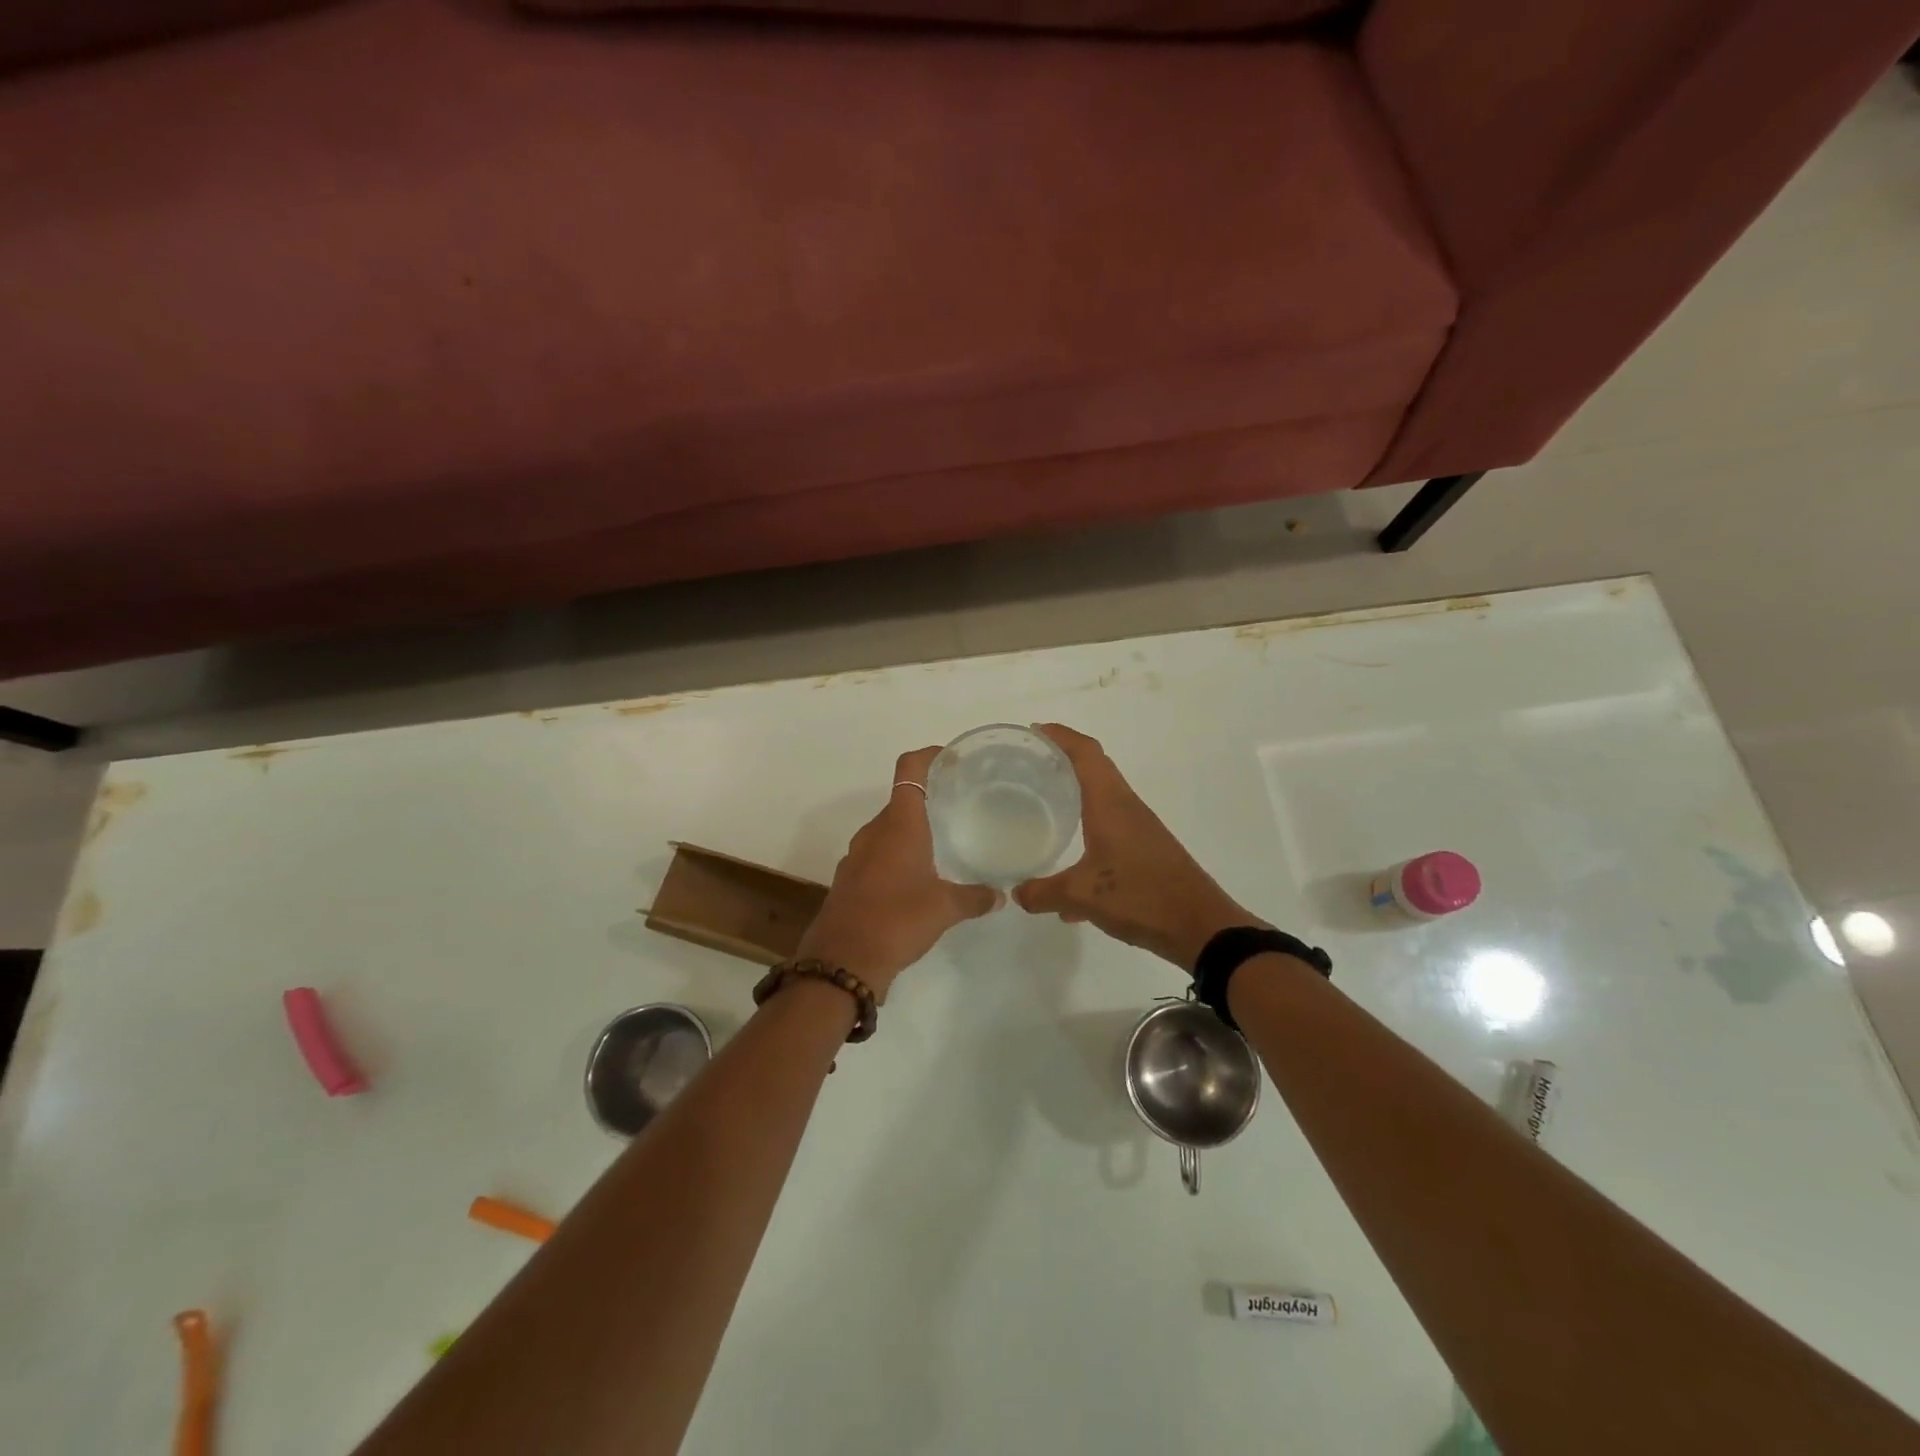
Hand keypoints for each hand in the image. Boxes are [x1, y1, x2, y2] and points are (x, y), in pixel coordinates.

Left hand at [795, 747, 998, 998]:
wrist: (842, 961)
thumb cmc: (897, 920)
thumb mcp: (945, 909)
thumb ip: (974, 897)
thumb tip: (1000, 895)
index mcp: (899, 825)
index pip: (910, 769)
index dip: (929, 755)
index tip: (952, 758)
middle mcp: (875, 831)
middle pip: (901, 799)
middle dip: (928, 797)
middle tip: (959, 804)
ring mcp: (857, 855)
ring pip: (888, 829)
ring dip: (912, 829)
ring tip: (943, 841)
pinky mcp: (850, 879)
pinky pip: (877, 854)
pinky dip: (897, 855)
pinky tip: (917, 877)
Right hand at [1014, 724, 1262, 972]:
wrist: (1201, 927)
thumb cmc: (1141, 897)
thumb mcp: (1082, 896)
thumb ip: (1044, 892)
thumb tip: (1017, 893)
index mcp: (1111, 804)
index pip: (1086, 753)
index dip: (1060, 736)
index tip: (1033, 731)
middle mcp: (1127, 807)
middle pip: (1096, 768)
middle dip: (1064, 760)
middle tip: (1030, 765)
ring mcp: (1140, 829)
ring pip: (1103, 798)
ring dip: (1077, 794)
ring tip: (1045, 804)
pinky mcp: (1147, 851)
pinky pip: (1110, 827)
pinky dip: (1088, 831)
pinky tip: (1070, 871)